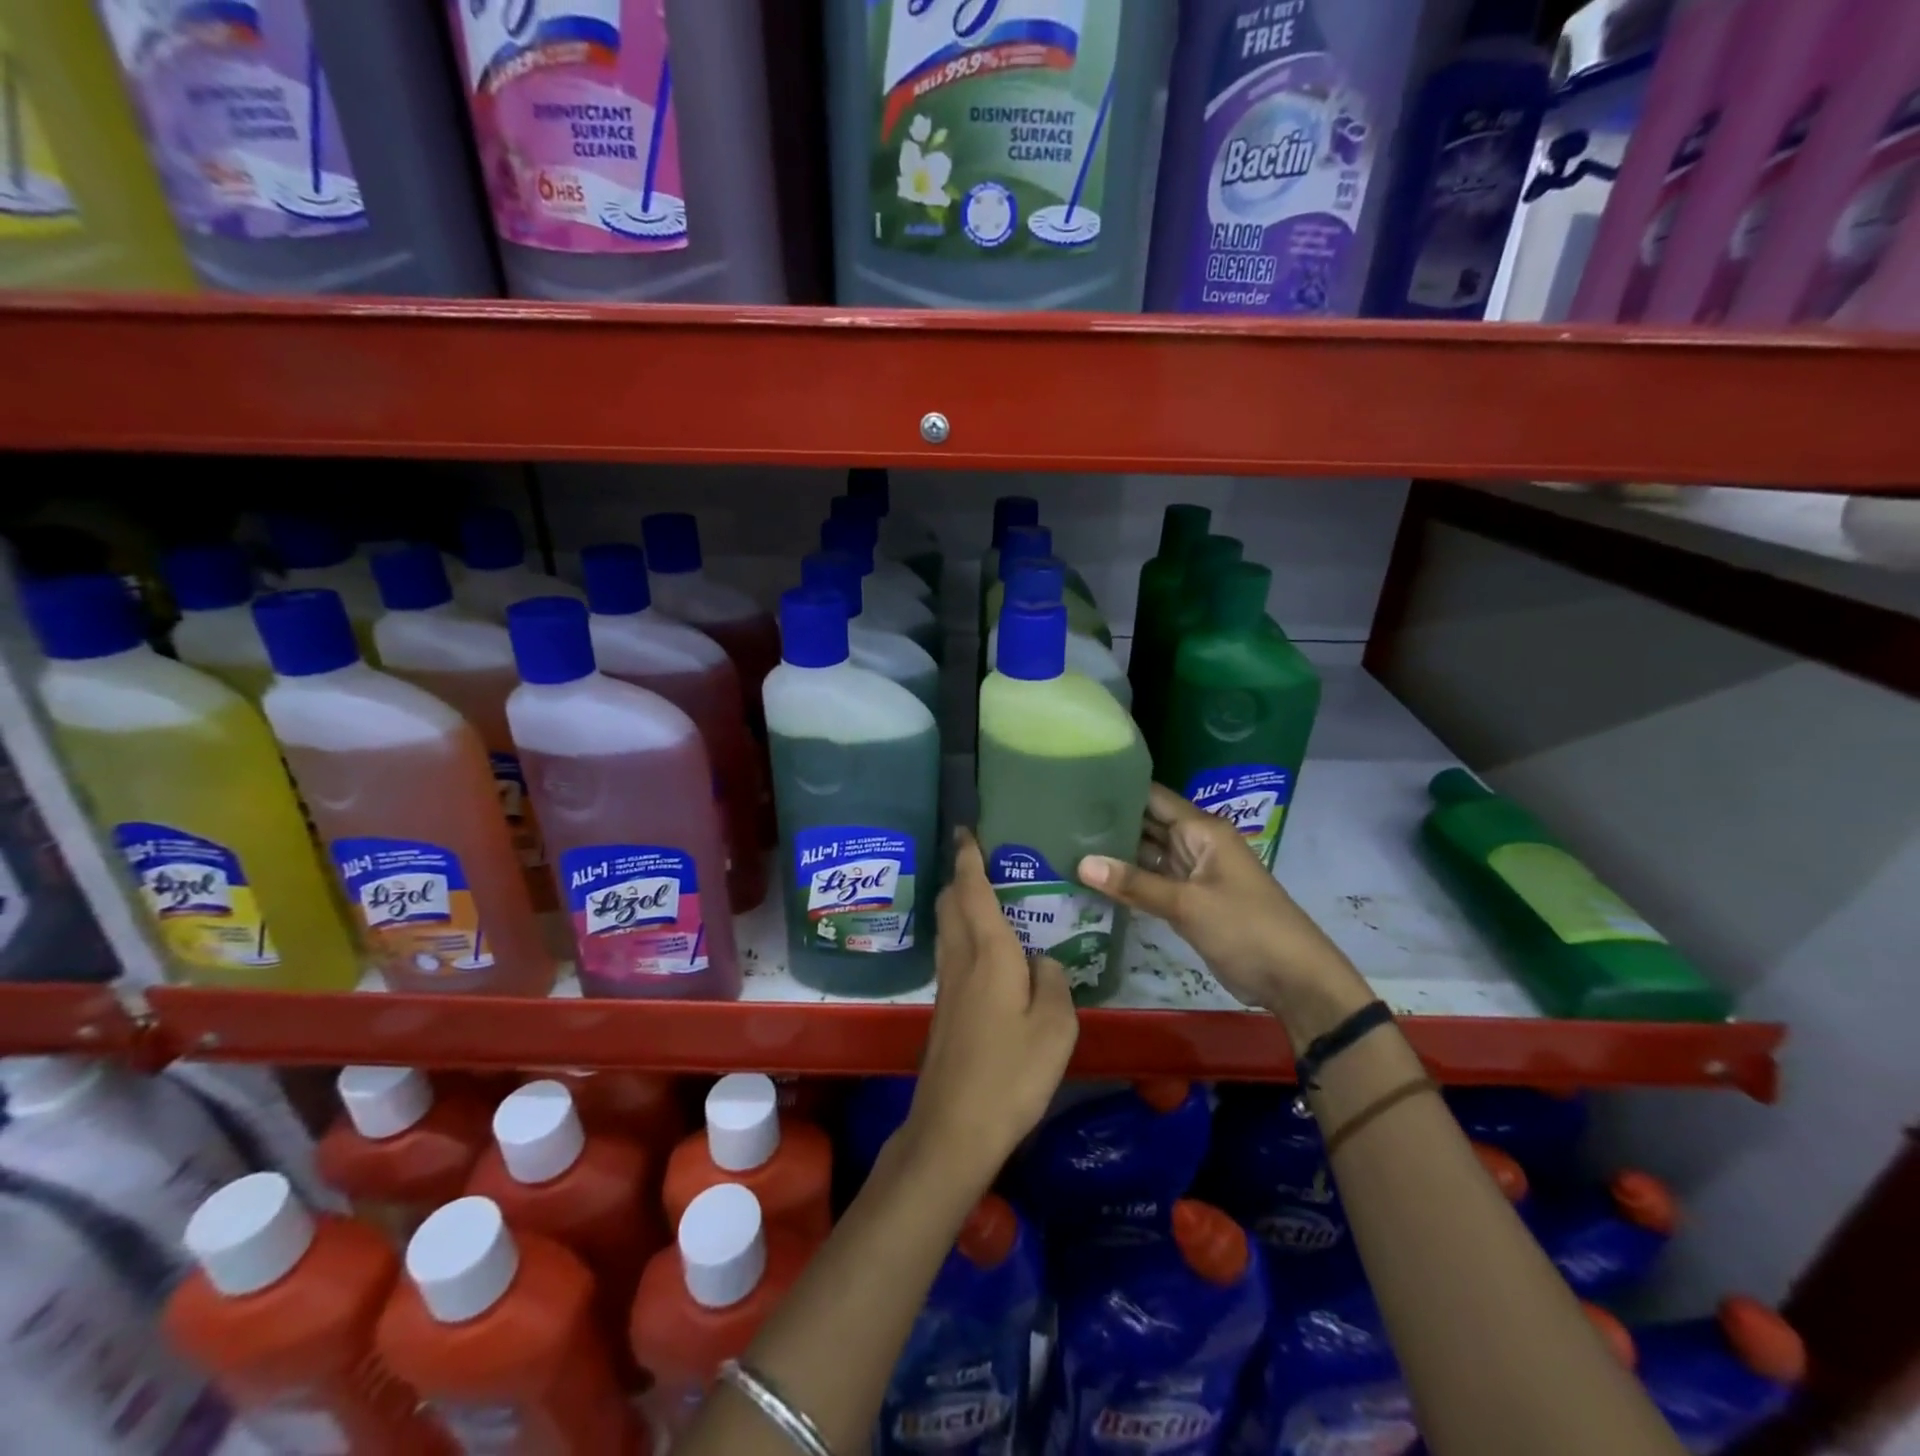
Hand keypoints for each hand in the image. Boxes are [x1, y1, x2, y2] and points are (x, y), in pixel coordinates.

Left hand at [900, 831, 1078, 1191]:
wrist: (954, 1127)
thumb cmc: (1011, 1073)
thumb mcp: (1056, 1028)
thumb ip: (1054, 982)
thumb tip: (1044, 960)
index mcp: (989, 953)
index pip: (972, 890)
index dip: (969, 857)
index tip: (966, 830)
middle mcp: (961, 960)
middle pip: (950, 904)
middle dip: (959, 876)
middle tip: (981, 859)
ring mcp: (947, 986)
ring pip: (947, 928)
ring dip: (958, 904)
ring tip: (986, 897)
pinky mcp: (943, 1010)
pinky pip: (952, 953)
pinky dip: (963, 934)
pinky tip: (986, 951)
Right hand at [1077, 785, 1370, 1042]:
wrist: (1294, 979)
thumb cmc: (1246, 928)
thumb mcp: (1188, 904)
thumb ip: (1135, 883)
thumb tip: (1081, 863)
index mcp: (1202, 830)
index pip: (1153, 797)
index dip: (1117, 789)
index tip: (1075, 785)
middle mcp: (1195, 844)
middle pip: (1147, 824)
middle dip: (1109, 821)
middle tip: (1059, 816)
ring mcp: (1191, 873)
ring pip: (1147, 854)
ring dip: (1115, 852)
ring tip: (1065, 842)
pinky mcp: (1188, 901)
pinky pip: (1152, 881)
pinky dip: (1128, 880)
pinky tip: (1093, 877)